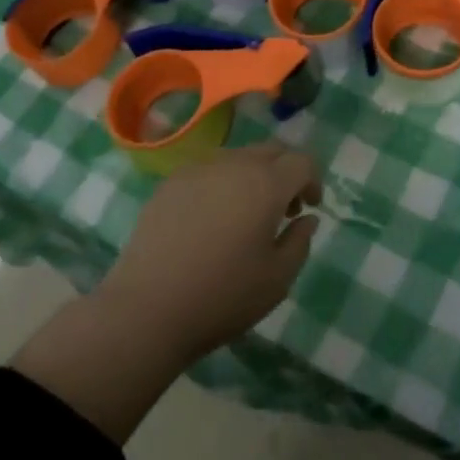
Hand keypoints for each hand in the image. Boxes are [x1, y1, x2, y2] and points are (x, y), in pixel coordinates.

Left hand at [99, 141, 322, 360]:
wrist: (147, 309)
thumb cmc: (222, 297)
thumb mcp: (277, 280)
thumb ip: (300, 242)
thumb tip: (306, 218)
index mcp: (265, 184)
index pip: (301, 161)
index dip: (312, 180)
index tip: (309, 208)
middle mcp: (233, 164)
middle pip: (271, 150)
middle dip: (285, 172)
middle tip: (283, 210)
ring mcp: (197, 169)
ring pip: (238, 157)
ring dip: (253, 175)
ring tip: (246, 215)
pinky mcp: (170, 183)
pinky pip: (208, 170)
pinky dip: (222, 184)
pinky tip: (211, 220)